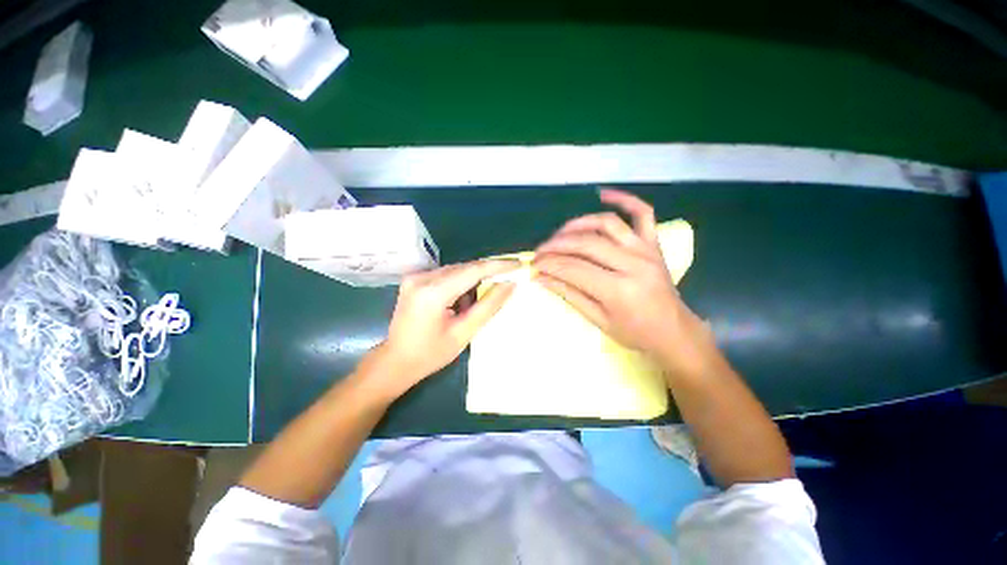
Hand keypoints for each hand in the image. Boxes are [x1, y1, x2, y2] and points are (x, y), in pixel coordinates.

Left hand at [360, 259, 518, 400]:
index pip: (473, 270)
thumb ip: (488, 306)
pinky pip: (447, 275)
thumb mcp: (464, 333)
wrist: (395, 361)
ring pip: (457, 270)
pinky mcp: (415, 279)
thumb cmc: (430, 354)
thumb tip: (510, 284)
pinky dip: (460, 285)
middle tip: (507, 281)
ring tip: (472, 306)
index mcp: (433, 292)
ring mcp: (416, 277)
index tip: (518, 263)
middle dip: (487, 274)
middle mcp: (422, 278)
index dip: (498, 265)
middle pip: (465, 268)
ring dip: (472, 282)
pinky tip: (459, 304)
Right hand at [533, 189, 717, 378]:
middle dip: (557, 245)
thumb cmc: (635, 333)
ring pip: (606, 224)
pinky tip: (602, 194)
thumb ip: (569, 295)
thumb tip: (541, 278)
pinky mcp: (654, 243)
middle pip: (586, 244)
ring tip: (559, 233)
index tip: (533, 264)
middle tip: (540, 251)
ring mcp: (646, 250)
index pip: (574, 268)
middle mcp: (633, 264)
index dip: (549, 264)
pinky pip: (642, 213)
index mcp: (619, 290)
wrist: (674, 331)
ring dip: (578, 224)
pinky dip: (624, 200)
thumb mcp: (598, 320)